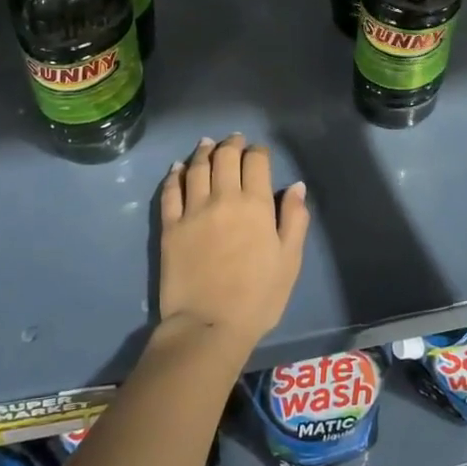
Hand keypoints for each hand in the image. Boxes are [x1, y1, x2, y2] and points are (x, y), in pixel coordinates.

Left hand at [157, 135, 308, 354]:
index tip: (259, 152)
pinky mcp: (170, 226)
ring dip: (203, 152)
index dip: (258, 152)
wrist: (208, 326)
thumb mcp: (289, 261)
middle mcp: (223, 198)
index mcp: (256, 205)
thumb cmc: (258, 297)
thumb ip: (294, 219)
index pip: (256, 162)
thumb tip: (296, 187)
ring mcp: (193, 210)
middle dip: (232, 144)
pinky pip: (170, 191)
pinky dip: (174, 175)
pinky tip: (177, 168)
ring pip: (196, 168)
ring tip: (206, 144)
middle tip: (234, 140)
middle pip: (225, 157)